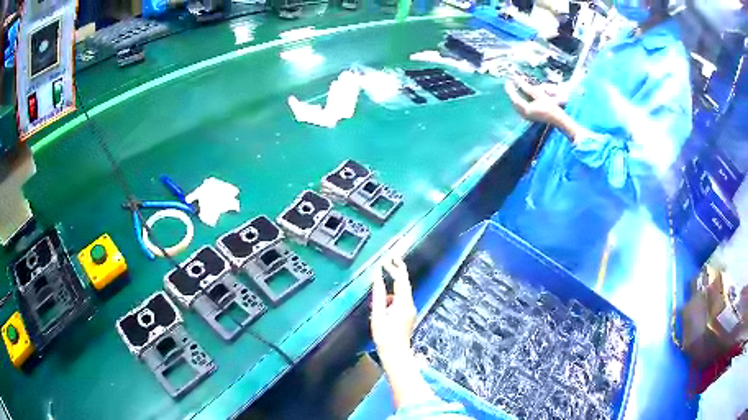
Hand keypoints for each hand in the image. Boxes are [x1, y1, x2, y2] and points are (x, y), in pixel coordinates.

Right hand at [370, 257, 416, 363]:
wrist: (396, 354)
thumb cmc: (385, 336)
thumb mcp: (378, 314)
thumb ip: (378, 294)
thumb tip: (376, 277)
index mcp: (403, 303)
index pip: (401, 280)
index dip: (395, 268)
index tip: (387, 259)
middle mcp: (410, 304)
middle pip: (404, 284)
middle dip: (396, 272)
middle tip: (388, 262)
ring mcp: (410, 310)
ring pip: (401, 294)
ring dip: (391, 290)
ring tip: (377, 301)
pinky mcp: (408, 316)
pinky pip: (400, 302)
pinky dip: (391, 300)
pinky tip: (381, 309)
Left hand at [505, 78, 566, 124]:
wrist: (558, 119)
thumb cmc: (551, 107)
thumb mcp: (540, 95)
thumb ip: (528, 88)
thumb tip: (518, 81)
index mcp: (526, 109)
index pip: (514, 98)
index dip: (510, 89)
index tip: (508, 81)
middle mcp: (524, 114)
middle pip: (513, 102)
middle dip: (511, 92)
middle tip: (509, 83)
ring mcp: (526, 117)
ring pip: (515, 106)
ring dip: (514, 97)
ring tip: (512, 88)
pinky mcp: (528, 117)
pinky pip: (519, 108)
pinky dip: (517, 101)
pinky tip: (518, 96)